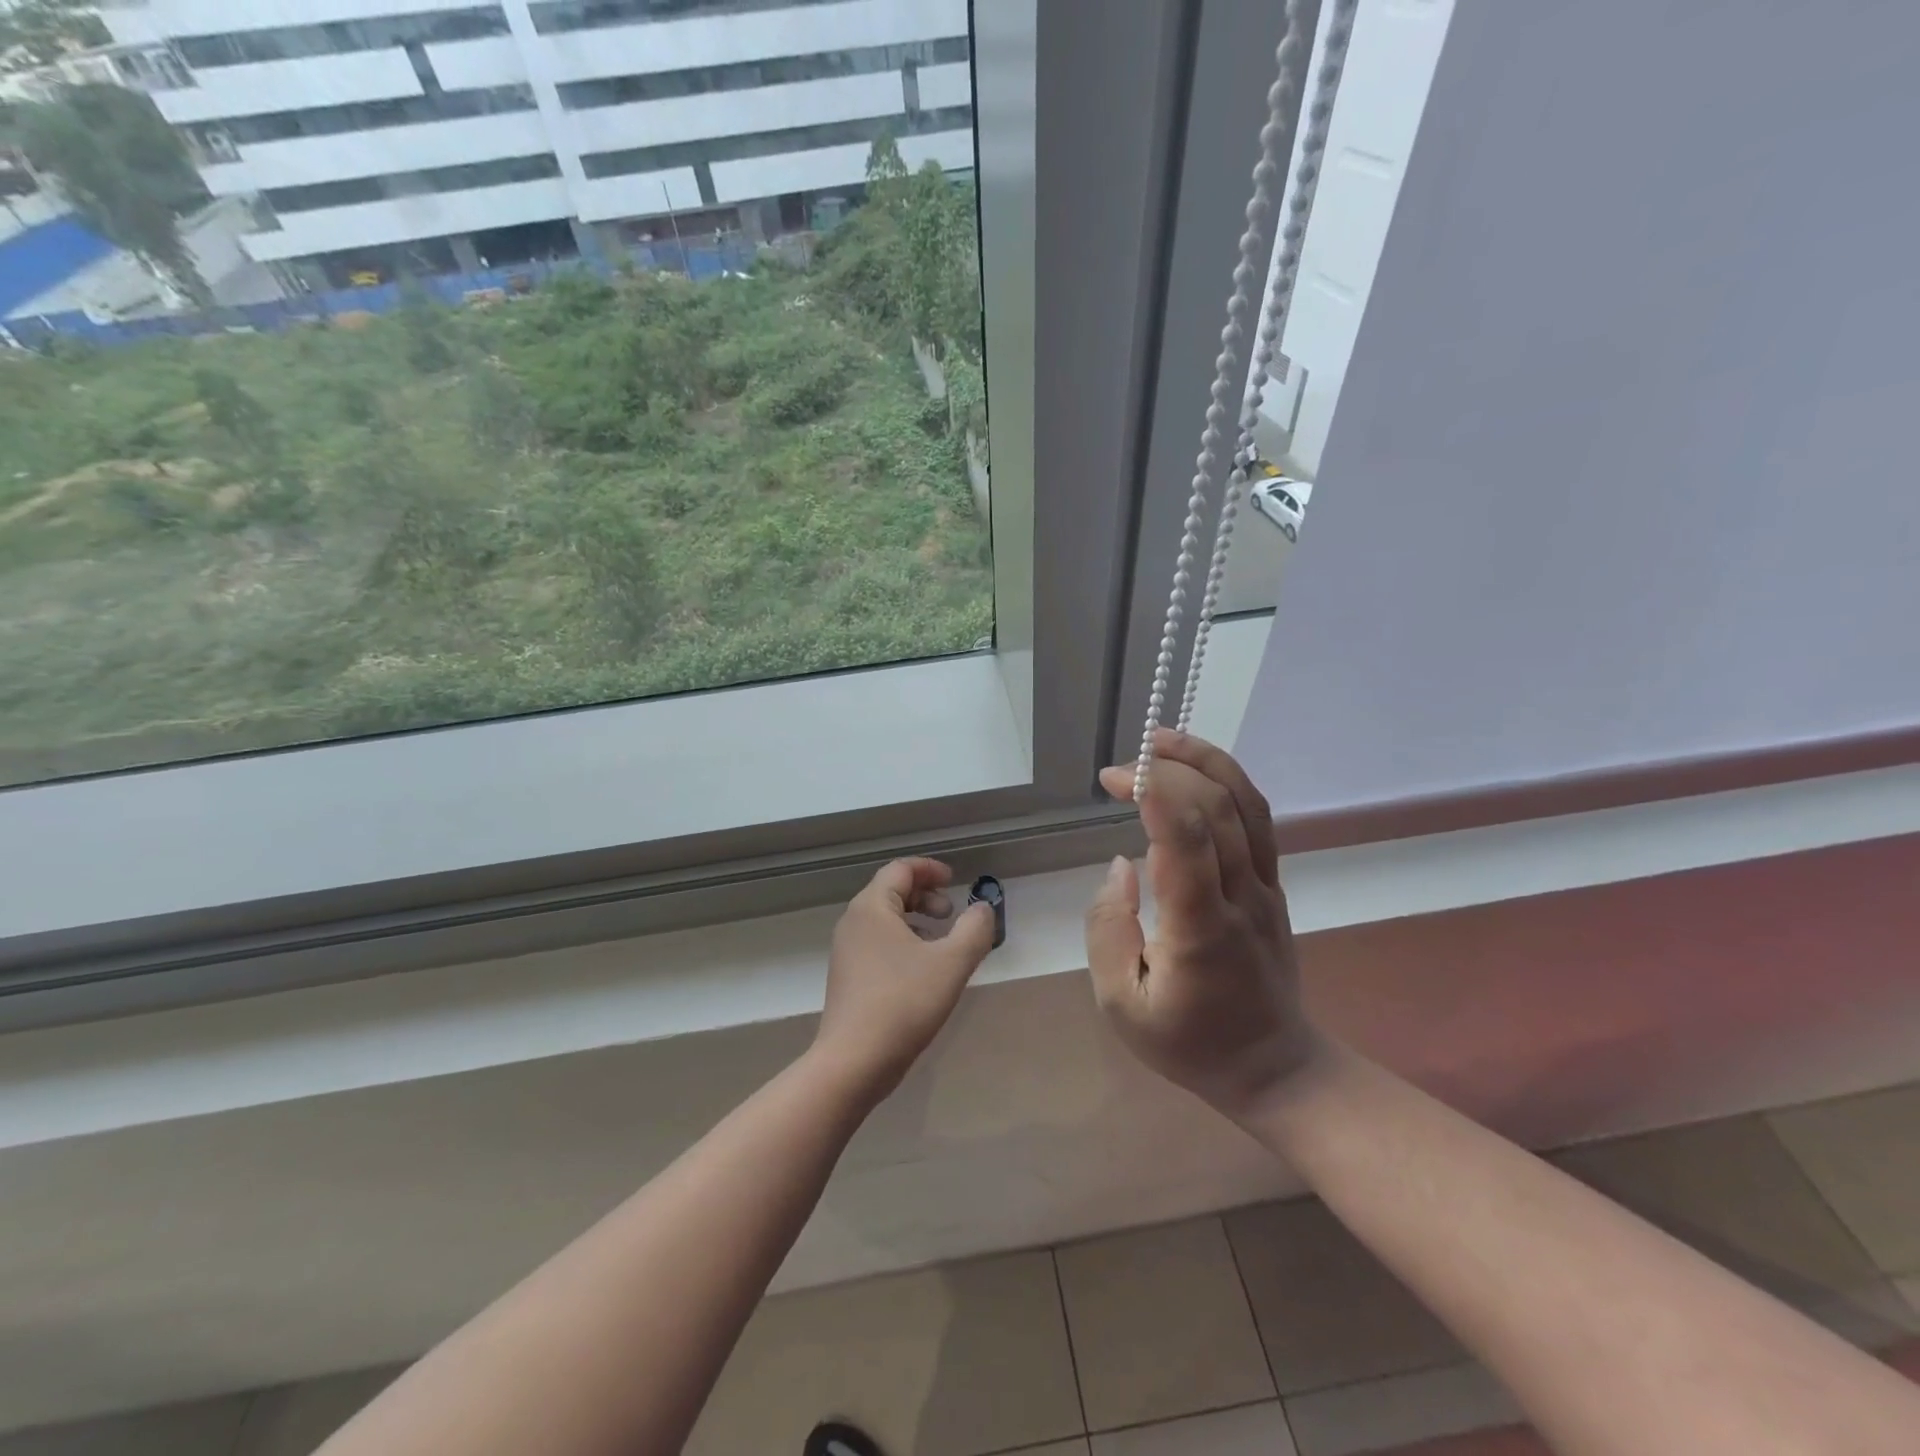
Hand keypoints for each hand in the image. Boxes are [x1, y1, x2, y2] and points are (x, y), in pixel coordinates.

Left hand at [813, 858, 997, 1106]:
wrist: (853, 1063)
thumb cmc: (903, 1004)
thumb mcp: (951, 963)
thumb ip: (974, 929)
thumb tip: (983, 909)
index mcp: (872, 908)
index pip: (900, 869)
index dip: (930, 869)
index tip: (955, 881)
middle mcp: (854, 922)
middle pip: (890, 891)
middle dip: (925, 896)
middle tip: (951, 914)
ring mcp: (847, 952)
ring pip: (885, 920)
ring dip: (916, 920)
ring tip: (942, 943)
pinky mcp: (848, 978)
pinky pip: (878, 944)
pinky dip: (904, 942)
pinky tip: (923, 971)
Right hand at [1086, 730, 1317, 1119]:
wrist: (1273, 1069)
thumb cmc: (1188, 1043)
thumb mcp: (1120, 1005)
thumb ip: (1107, 929)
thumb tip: (1120, 865)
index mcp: (1201, 929)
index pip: (1189, 840)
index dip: (1153, 793)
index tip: (1114, 779)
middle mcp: (1242, 897)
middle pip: (1219, 808)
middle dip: (1169, 770)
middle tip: (1122, 766)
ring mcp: (1266, 888)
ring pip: (1248, 805)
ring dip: (1205, 761)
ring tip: (1161, 740)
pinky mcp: (1273, 886)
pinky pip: (1258, 821)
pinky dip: (1227, 782)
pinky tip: (1195, 771)